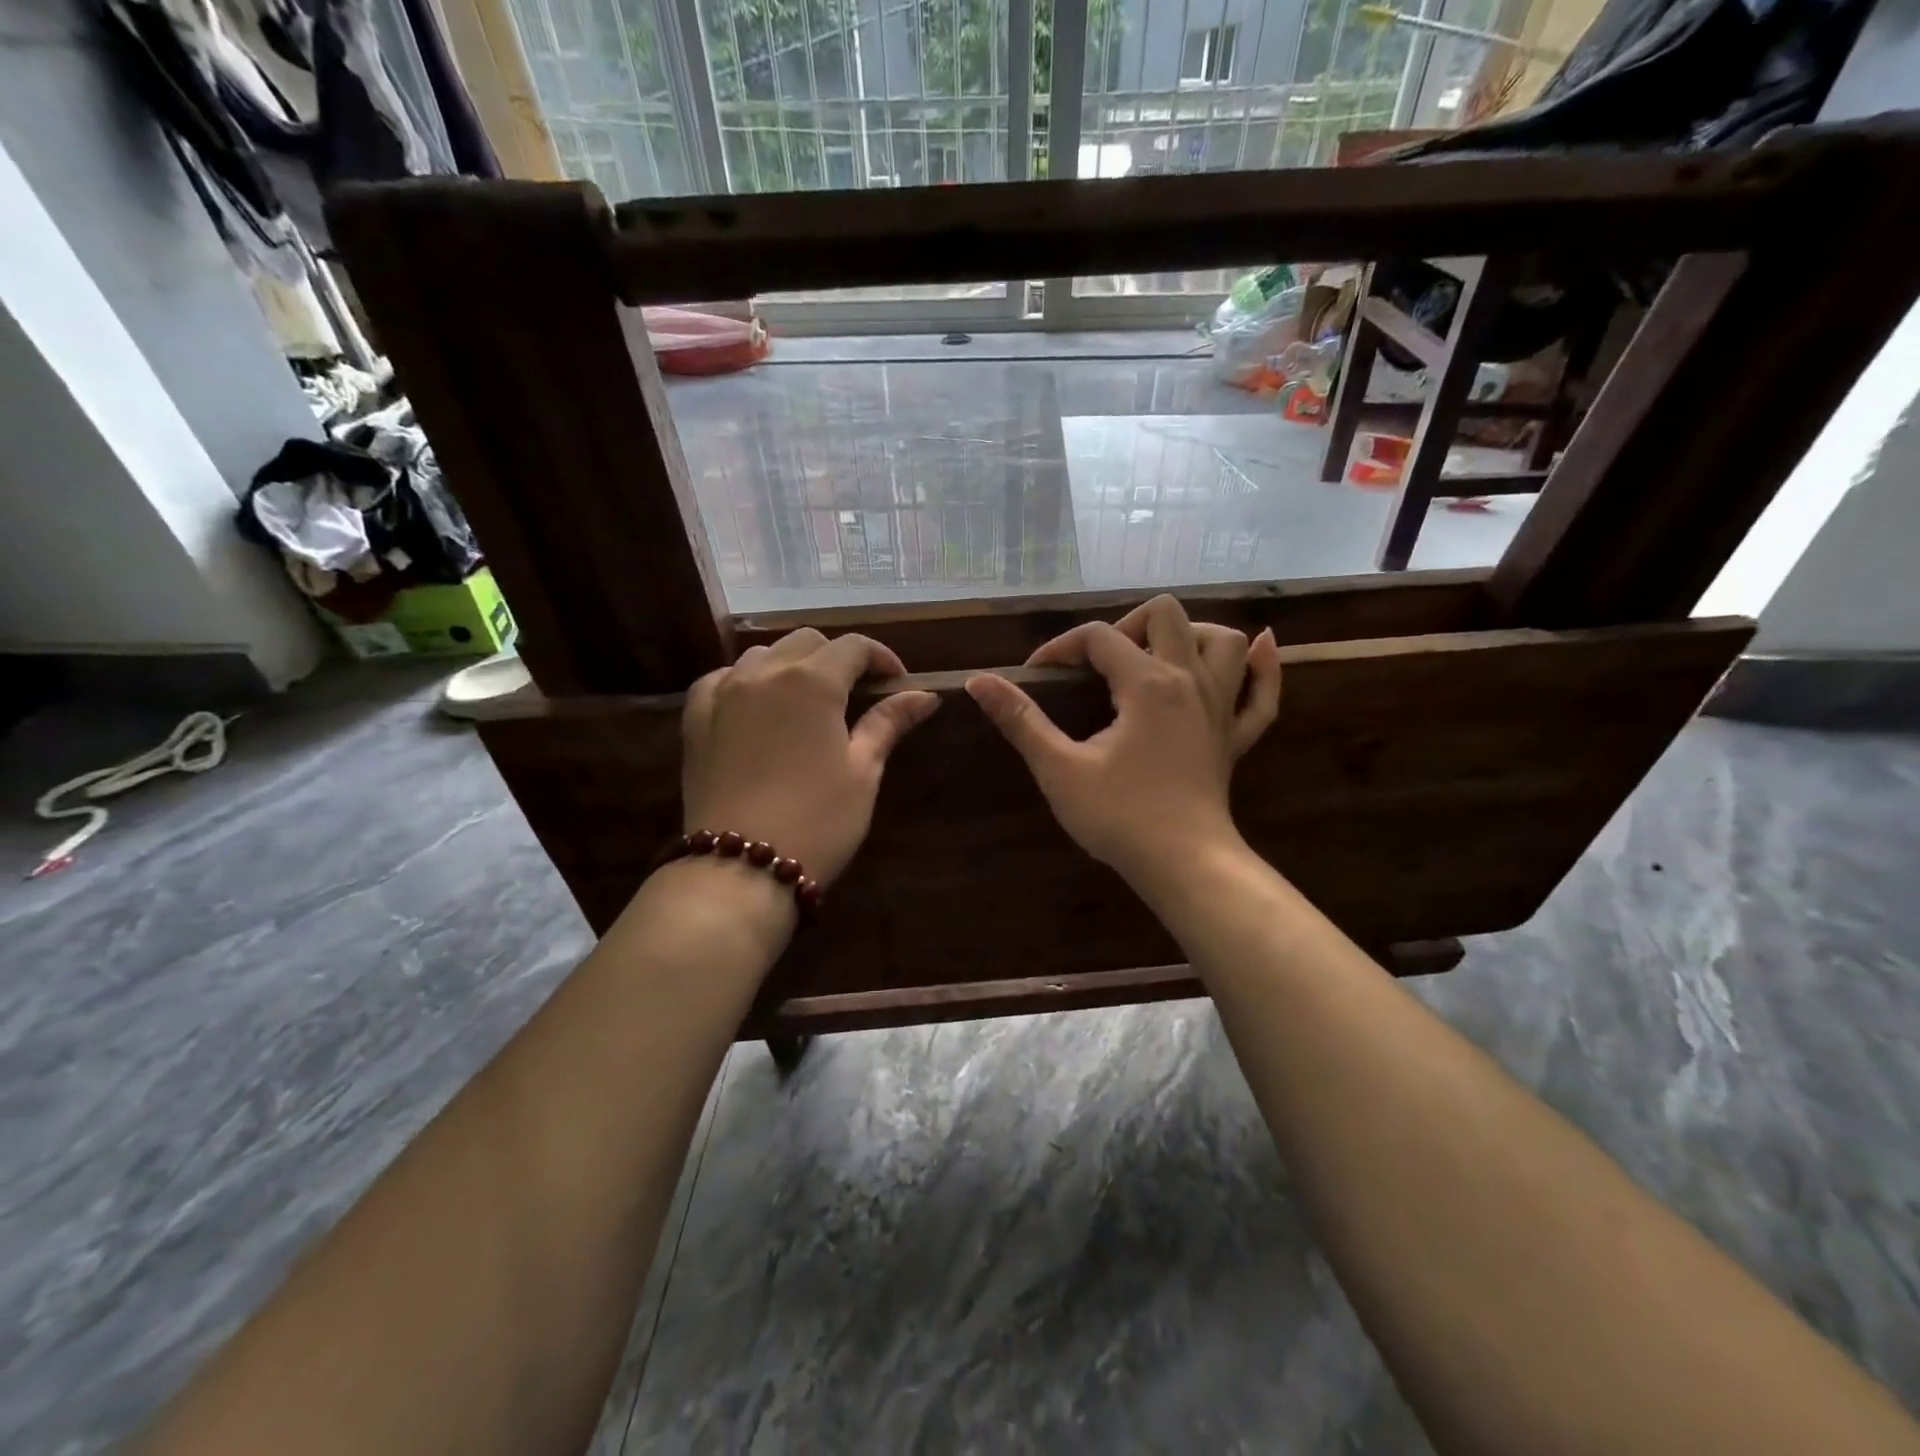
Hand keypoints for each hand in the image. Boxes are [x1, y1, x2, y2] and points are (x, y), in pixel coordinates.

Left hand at [681, 630, 938, 883]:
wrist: (740, 869)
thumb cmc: (817, 820)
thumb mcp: (863, 771)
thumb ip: (889, 722)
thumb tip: (926, 695)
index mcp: (812, 682)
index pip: (854, 647)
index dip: (881, 658)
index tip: (897, 683)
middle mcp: (764, 673)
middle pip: (808, 642)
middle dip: (838, 658)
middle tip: (858, 693)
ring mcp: (723, 692)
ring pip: (763, 655)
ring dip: (792, 665)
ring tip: (808, 699)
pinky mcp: (696, 718)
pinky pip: (722, 678)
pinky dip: (746, 680)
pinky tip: (757, 705)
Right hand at [965, 595, 1280, 884]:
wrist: (1184, 865)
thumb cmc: (1119, 816)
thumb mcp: (1059, 768)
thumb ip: (1020, 720)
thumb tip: (977, 681)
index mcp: (1147, 683)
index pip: (1098, 637)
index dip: (1060, 647)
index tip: (1036, 676)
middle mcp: (1189, 681)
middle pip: (1166, 615)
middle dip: (1125, 627)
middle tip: (1099, 666)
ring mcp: (1220, 707)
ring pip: (1223, 641)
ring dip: (1191, 635)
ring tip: (1158, 656)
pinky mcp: (1236, 737)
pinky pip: (1263, 693)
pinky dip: (1263, 668)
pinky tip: (1261, 649)